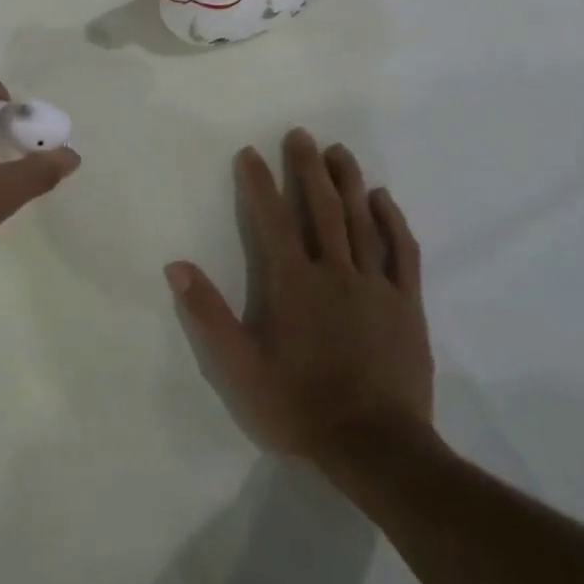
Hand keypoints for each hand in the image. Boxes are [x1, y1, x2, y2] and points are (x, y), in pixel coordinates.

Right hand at [167, 129, 436, 463]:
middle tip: (301, 135)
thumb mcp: (240, 369)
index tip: (250, 152)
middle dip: (307, 168)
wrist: (378, 448)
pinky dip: (392, 221)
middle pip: (320, 208)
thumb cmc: (301, 406)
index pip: (271, 220)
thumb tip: (177, 266)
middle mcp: (334, 272)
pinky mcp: (406, 304)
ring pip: (361, 221)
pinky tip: (383, 199)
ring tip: (339, 151)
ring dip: (348, 182)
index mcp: (293, 283)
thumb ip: (208, 315)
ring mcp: (375, 285)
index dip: (258, 183)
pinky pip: (402, 252)